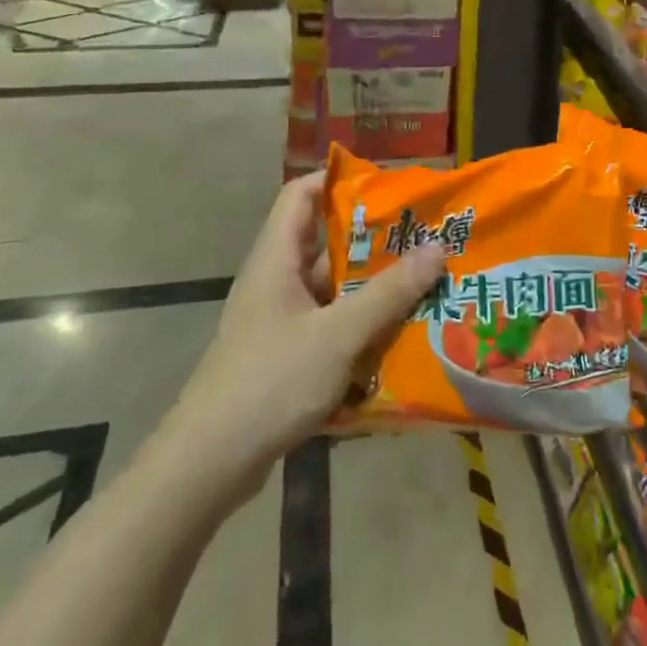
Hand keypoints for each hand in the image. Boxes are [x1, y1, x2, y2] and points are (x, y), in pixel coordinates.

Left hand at [174, 175, 444, 486]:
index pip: (301, 194)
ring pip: (332, 287)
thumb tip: (437, 247)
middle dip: (373, 238)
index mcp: (276, 259)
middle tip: (424, 235)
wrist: (209, 465)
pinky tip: (398, 333)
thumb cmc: (269, 383)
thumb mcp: (337, 334)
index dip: (339, 180)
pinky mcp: (286, 354)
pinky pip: (330, 323)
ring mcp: (280, 320)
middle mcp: (276, 281)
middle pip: (325, 241)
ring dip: (372, 284)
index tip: (388, 185)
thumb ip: (388, 292)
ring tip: (424, 280)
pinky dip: (361, 322)